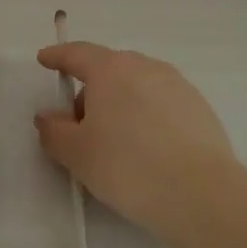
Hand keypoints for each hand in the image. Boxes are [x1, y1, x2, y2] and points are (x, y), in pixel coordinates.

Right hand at [34, 41, 237, 236]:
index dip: (58, 56)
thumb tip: (48, 116)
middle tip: (80, 127)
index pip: (78, 54)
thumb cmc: (128, 166)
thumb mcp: (77, 154)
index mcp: (111, 69)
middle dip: (90, 91)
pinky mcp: (199, 107)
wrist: (201, 193)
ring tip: (116, 143)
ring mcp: (176, 84)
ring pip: (137, 86)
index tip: (45, 59)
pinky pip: (161, 103)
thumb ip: (54, 131)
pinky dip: (146, 117)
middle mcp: (145, 66)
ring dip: (121, 104)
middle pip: (109, 70)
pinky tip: (147, 150)